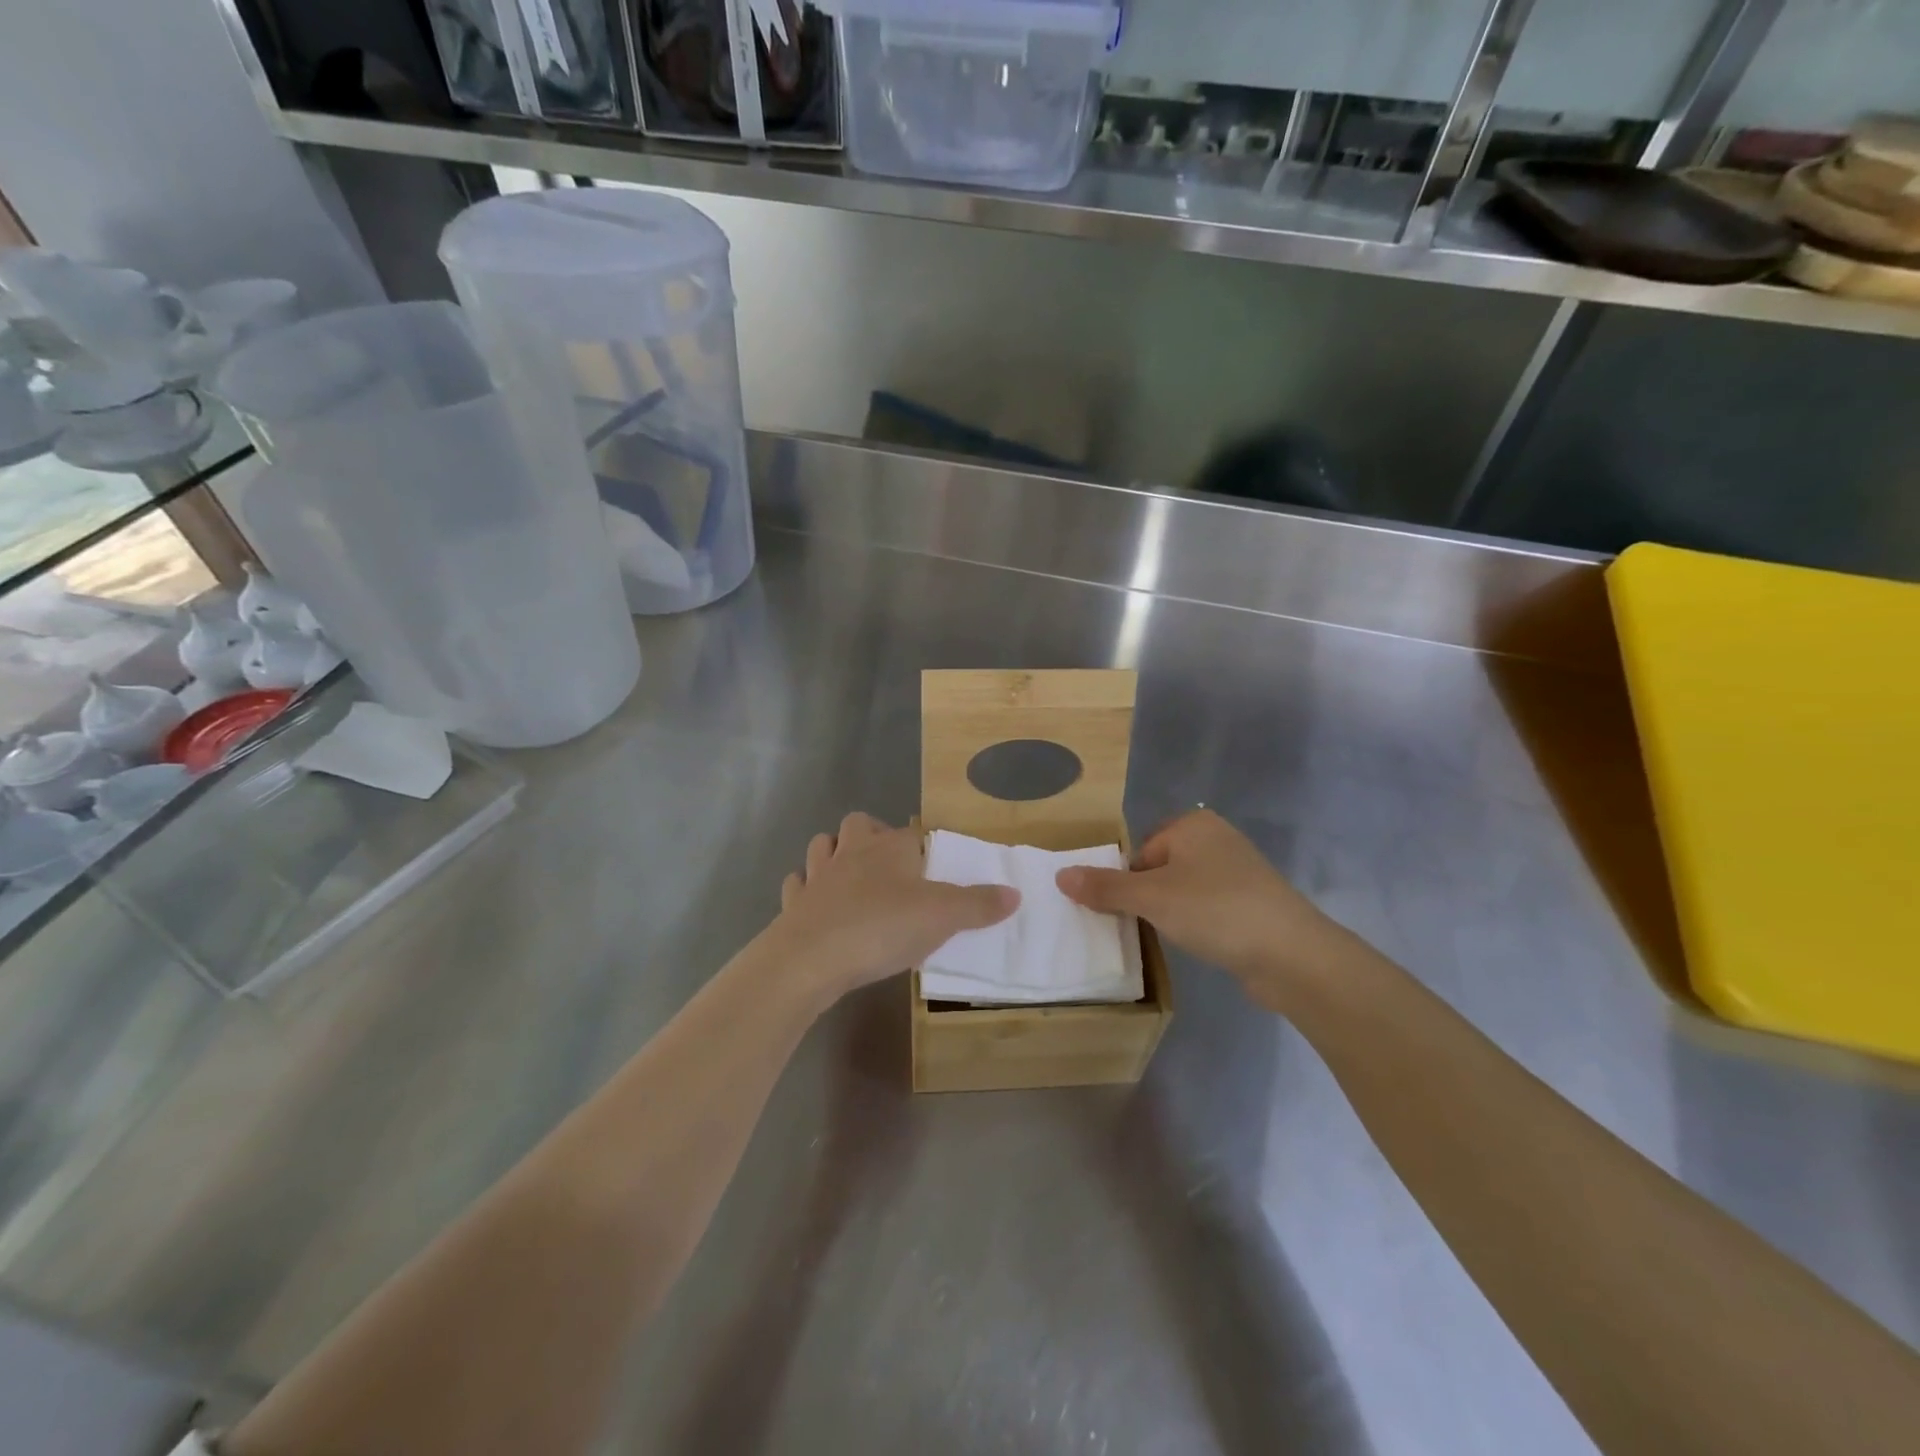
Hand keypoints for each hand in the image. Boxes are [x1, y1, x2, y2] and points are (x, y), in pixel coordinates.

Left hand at [765, 813, 1018, 1005]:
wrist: (811, 958)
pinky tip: (816, 905)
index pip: (911, 833)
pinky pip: (798, 885)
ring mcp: (818, 876)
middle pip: (858, 825)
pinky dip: (806, 890)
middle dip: (870, 836)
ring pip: (822, 846)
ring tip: (851, 877)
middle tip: (888, 866)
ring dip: (833, 854)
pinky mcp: (794, 904)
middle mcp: (852, 851)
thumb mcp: (943, 917)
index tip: (932, 867)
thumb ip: (979, 904)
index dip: (922, 846)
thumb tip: (1015, 893)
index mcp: (890, 847)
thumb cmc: (882, 927)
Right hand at [1055, 809, 1351, 1009]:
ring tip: (1174, 937)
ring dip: (1173, 913)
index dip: (1128, 883)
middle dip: (1149, 898)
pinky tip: (1201, 943)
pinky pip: (1209, 907)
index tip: (1131, 913)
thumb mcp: (1151, 898)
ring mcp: (1239, 871)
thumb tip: (1060, 875)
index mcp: (1192, 824)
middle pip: (1160, 869)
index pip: (1139, 852)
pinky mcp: (1253, 902)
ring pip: (1184, 890)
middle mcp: (1217, 838)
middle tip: (1147, 927)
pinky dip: (1199, 924)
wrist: (1292, 955)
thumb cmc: (1215, 911)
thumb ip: (1105, 887)